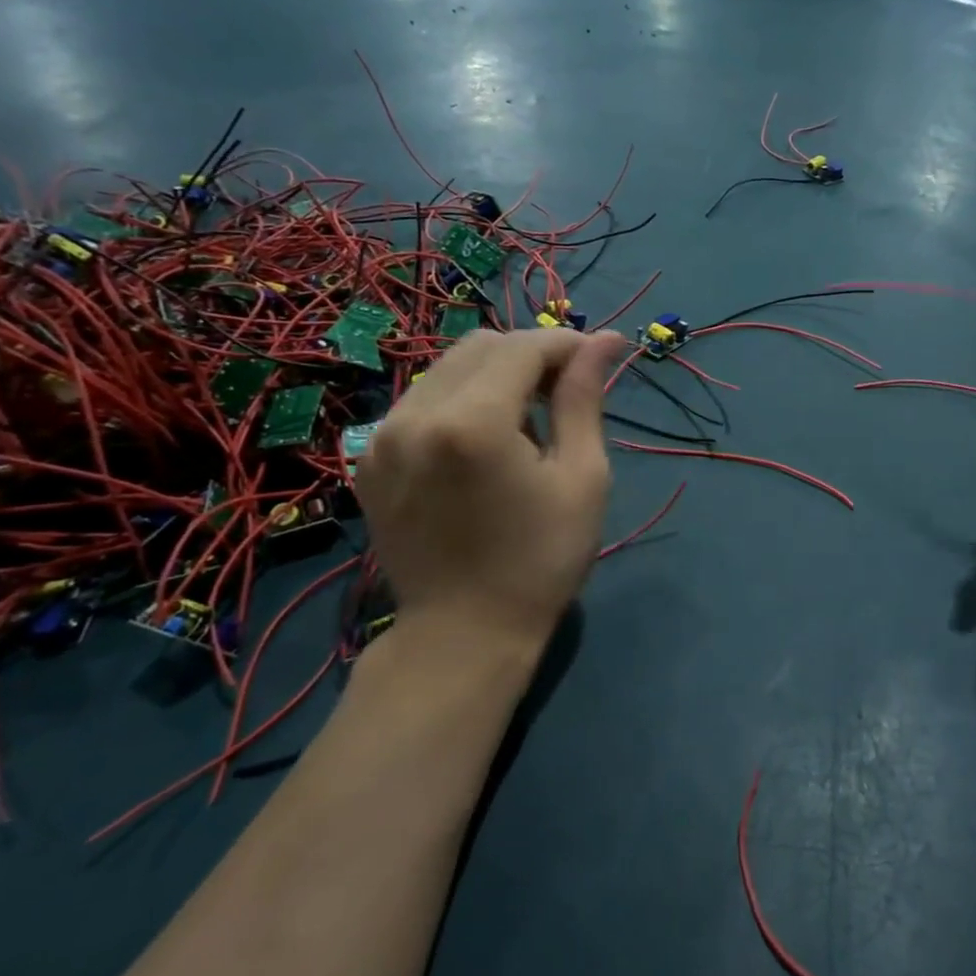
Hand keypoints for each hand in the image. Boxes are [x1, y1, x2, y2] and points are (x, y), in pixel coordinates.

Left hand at [357, 327, 628, 669]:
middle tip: (567, 392)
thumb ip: (584, 400)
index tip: (601, 358)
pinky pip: (423, 401)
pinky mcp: (370, 458)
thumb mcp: (582, 477)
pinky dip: (462, 400)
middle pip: (481, 346)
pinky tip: (486, 440)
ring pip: (448, 368)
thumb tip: (605, 341)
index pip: (523, 346)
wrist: (463, 633)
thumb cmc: (541, 559)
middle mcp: (417, 415)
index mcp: (474, 422)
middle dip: (532, 355)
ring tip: (529, 418)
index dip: (567, 344)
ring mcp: (383, 437)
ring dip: (496, 375)